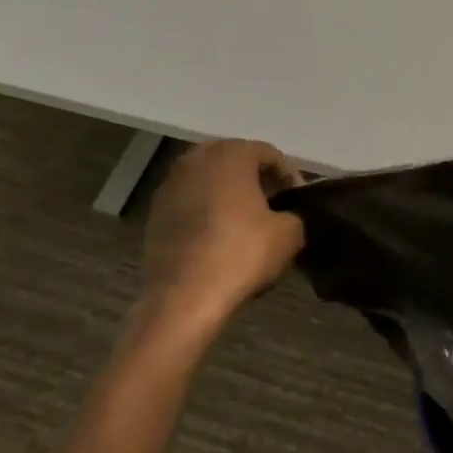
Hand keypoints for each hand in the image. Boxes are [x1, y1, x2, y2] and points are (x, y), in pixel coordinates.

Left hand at [140, 140, 304, 333]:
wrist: (182, 298)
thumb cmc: (240, 254)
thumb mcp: (289, 235)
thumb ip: (294, 215)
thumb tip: (286, 218)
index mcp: (231, 154)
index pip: (269, 154)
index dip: (288, 176)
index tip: (297, 201)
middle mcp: (197, 159)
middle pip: (236, 162)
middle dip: (256, 180)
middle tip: (273, 206)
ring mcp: (170, 184)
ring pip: (210, 181)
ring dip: (229, 195)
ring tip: (245, 223)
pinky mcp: (154, 212)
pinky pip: (190, 202)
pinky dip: (206, 212)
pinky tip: (218, 237)